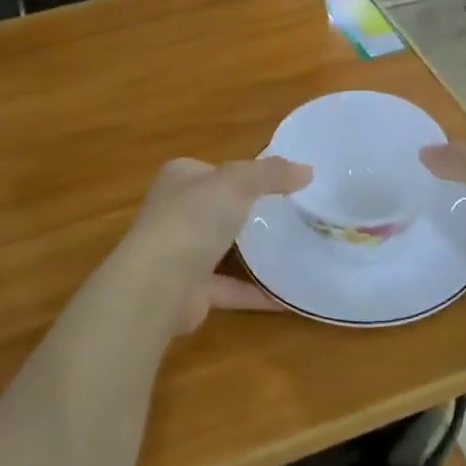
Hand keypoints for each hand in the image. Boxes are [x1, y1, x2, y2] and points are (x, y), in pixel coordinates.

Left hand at [116, 157, 311, 333]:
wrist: (158, 284)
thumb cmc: (193, 218)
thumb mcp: (239, 182)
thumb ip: (272, 173)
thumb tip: (307, 170)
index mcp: (180, 178)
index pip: (215, 170)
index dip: (244, 173)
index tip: (280, 182)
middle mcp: (176, 213)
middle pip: (219, 209)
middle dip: (249, 213)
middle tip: (292, 216)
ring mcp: (181, 253)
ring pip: (223, 249)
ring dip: (252, 253)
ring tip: (295, 251)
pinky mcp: (191, 291)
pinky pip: (231, 288)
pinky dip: (256, 292)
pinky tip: (289, 296)